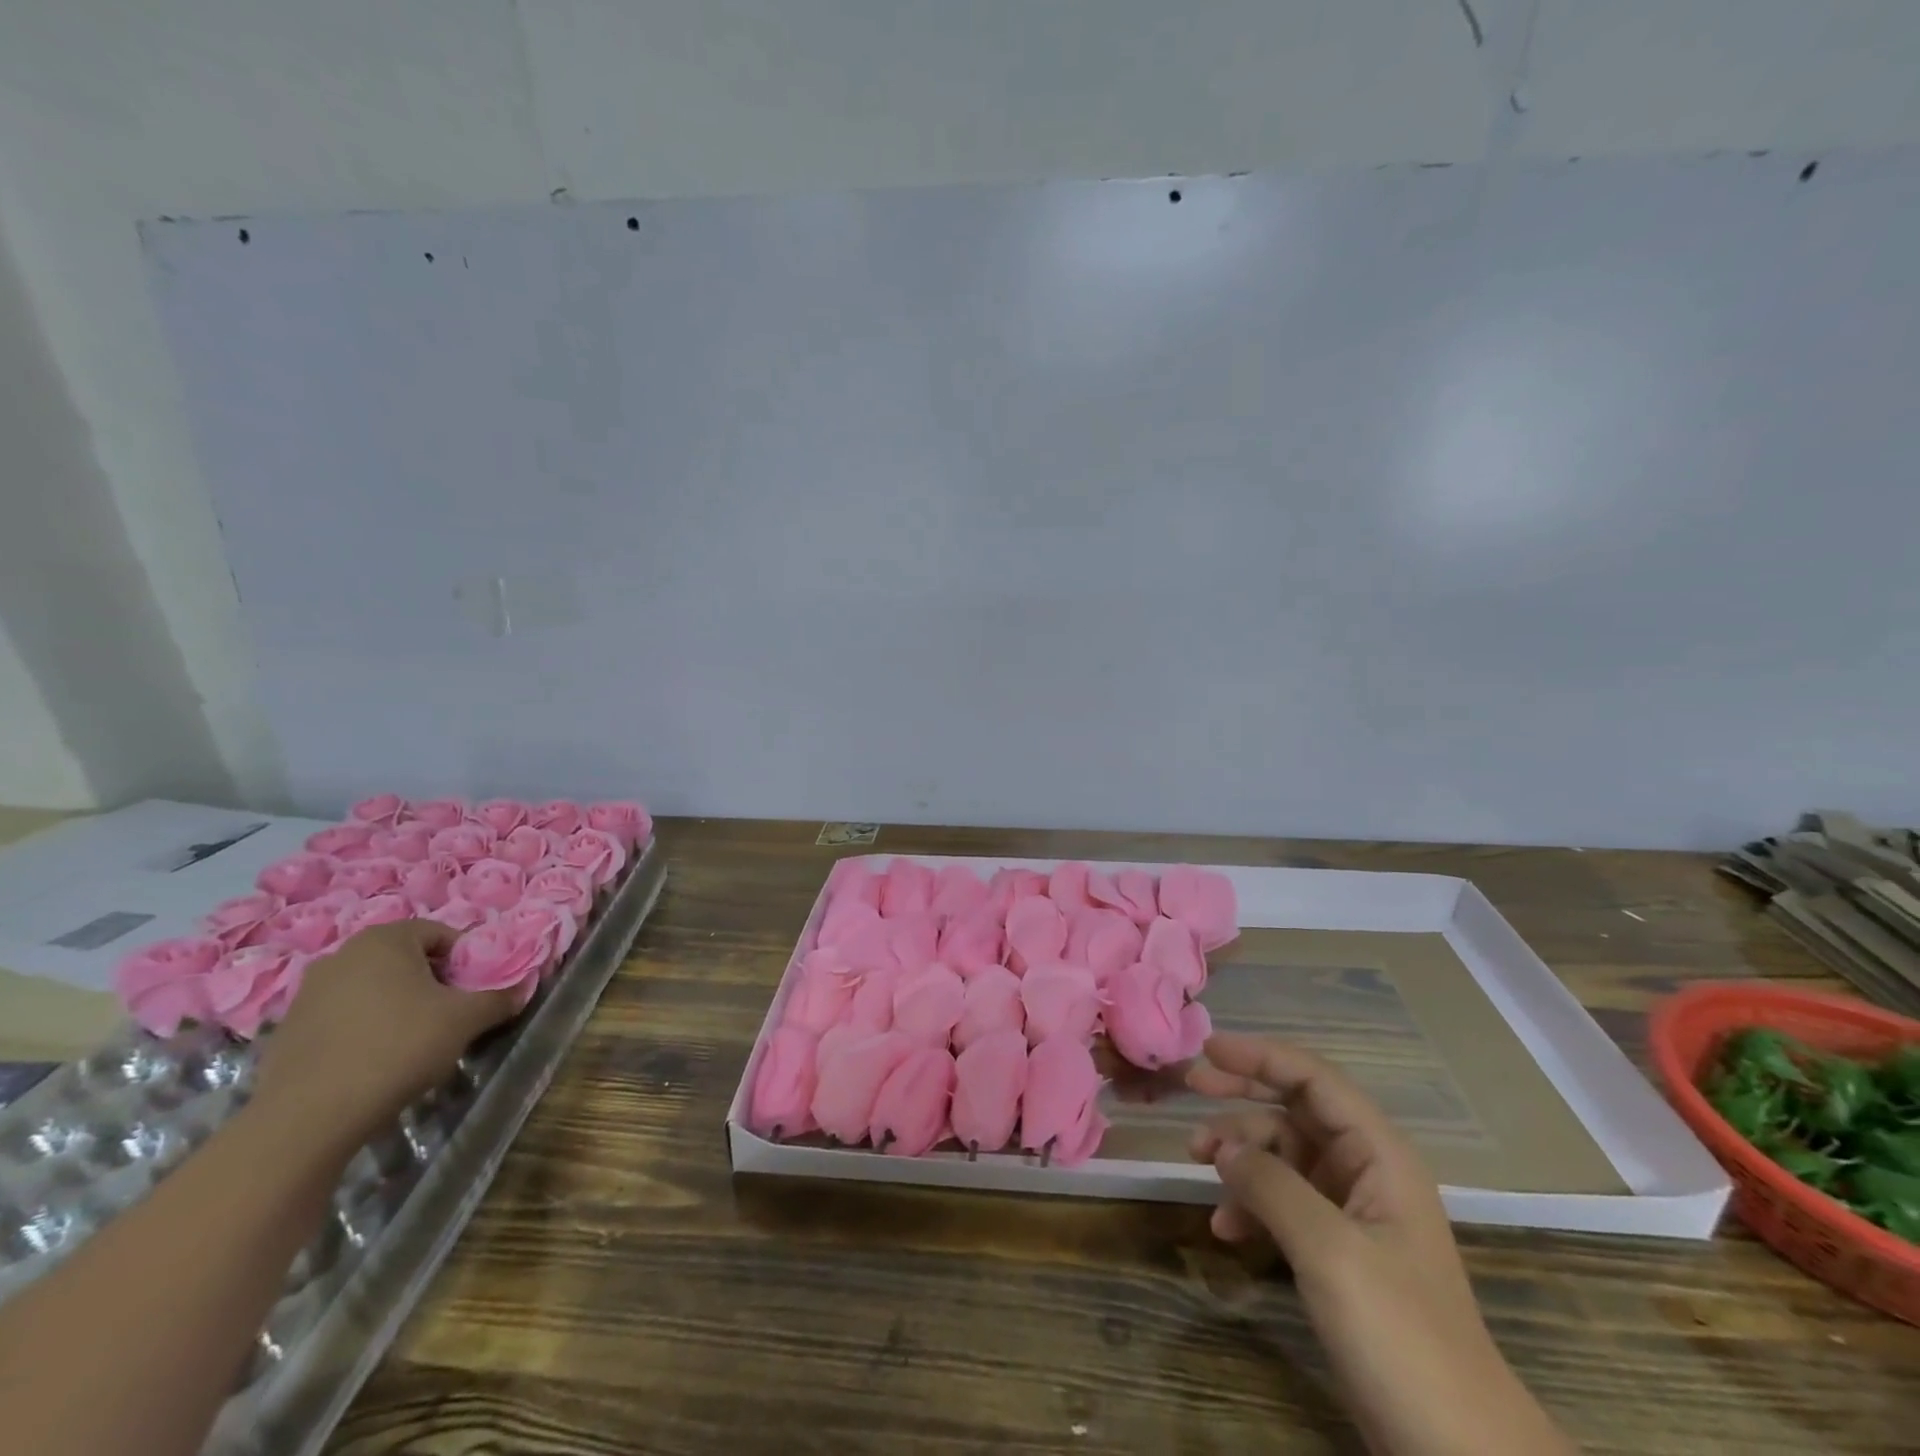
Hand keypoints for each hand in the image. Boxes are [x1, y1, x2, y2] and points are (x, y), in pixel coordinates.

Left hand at [252, 921, 518, 1151]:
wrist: (309, 1116)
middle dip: (431, 981)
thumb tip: (519, 990)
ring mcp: (307, 993)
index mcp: (385, 939)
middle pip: (404, 959)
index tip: (473, 990)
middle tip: (449, 1013)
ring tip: (413, 1040)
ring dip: (396, 1004)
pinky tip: (375, 1060)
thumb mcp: (467, 1019)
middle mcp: (342, 955)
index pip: (440, 933)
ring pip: (371, 988)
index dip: (464, 959)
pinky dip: (363, 1028)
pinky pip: (341, 1017)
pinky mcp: (287, 1030)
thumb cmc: (399, 1046)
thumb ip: (498, 998)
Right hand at [1188, 1033, 1574, 1455]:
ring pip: (1281, 1153)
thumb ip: (1271, 1185)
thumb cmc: (1401, 1336)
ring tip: (1197, 1164)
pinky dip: (1249, 1203)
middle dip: (1242, 1095)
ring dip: (1239, 1153)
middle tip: (1190, 1087)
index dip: (1260, 1056)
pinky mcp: (1336, 1250)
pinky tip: (1224, 1226)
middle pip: (1294, 1107)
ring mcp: (1351, 1211)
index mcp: (1379, 1154)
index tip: (1208, 1049)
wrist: (1457, 1452)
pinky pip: (1282, 1201)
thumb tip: (1223, 1148)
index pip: (1314, 1079)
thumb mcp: (1330, 1252)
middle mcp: (1365, 1170)